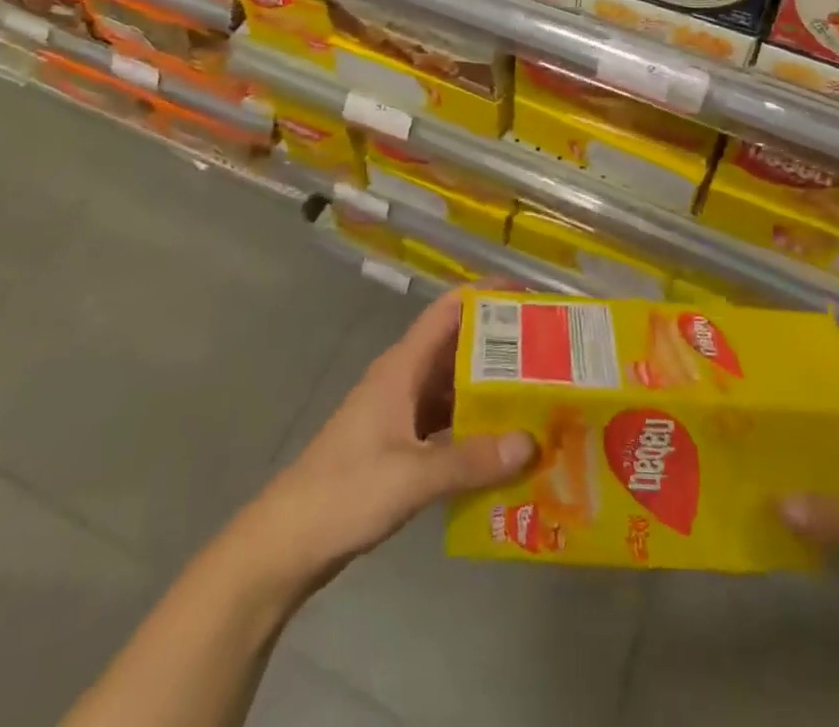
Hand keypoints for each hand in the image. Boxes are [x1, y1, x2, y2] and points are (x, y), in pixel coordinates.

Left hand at [249, 288, 536, 593]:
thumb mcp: (411, 476)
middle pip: (459, 346)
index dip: (488, 294)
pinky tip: (506, 449)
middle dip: (503, 347)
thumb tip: (532, 442)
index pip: (450, 309)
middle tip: (553, 355)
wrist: (285, 543)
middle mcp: (405, 379)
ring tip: (541, 399)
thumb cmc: (344, 492)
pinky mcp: (401, 444)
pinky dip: (476, 428)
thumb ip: (470, 460)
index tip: (532, 296)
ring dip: (492, 391)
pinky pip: (448, 423)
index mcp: (403, 366)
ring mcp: (401, 412)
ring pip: (456, 387)